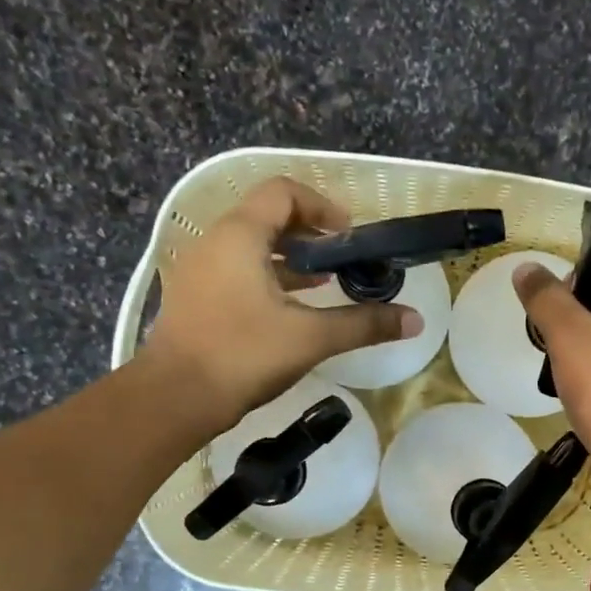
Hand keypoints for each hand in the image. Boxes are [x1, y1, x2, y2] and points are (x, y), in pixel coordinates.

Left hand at [144, 177, 421, 429]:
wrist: (175, 398)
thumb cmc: (243, 356)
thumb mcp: (311, 338)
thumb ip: (364, 324)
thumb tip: (415, 320)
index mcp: (240, 236)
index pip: (283, 192)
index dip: (321, 206)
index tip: (349, 236)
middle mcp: (215, 242)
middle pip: (267, 216)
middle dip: (309, 233)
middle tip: (342, 260)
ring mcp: (200, 270)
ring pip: (251, 246)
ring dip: (289, 258)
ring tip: (325, 282)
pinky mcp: (195, 298)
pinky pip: (237, 271)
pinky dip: (268, 277)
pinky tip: (291, 308)